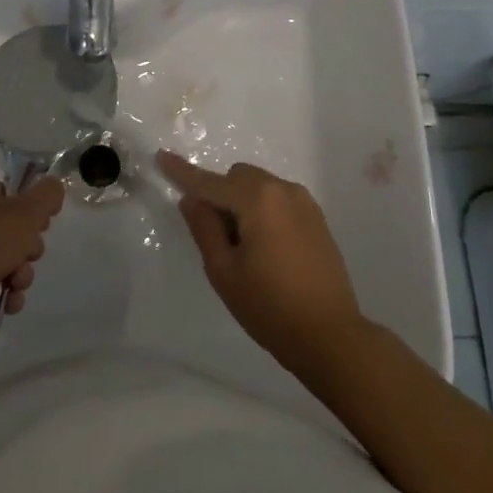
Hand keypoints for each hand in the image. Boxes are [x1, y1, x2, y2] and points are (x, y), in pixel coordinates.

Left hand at [0, 173, 63, 339]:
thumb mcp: (28, 210)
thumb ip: (47, 194)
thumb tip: (53, 187)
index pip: (10, 193)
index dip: (30, 209)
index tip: (41, 223)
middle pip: (12, 230)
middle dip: (28, 249)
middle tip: (28, 254)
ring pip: (6, 260)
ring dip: (20, 274)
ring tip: (15, 283)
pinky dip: (5, 293)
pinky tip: (9, 300)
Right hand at [156, 152, 365, 373]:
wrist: (330, 335)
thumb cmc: (269, 306)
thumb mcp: (224, 271)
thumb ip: (204, 228)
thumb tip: (192, 200)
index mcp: (258, 199)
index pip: (211, 182)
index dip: (183, 172)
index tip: (161, 156)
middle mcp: (283, 190)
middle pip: (238, 177)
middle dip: (220, 194)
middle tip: (215, 236)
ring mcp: (304, 202)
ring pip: (259, 186)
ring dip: (242, 202)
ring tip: (243, 247)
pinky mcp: (317, 217)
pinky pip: (278, 199)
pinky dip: (262, 210)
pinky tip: (266, 248)